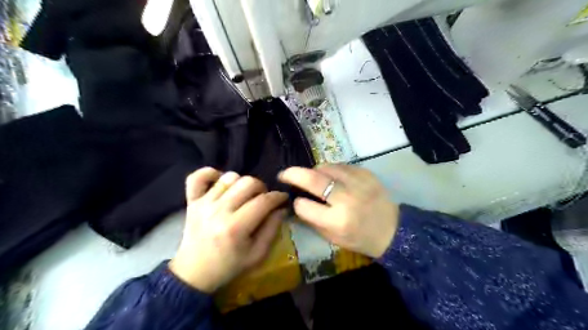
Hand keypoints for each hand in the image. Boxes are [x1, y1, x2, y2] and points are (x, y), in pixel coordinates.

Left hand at [169, 169, 288, 291]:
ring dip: (242, 183)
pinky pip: (198, 177)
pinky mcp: (192, 201)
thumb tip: (281, 209)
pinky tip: (221, 183)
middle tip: (263, 199)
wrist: (194, 273)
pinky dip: (211, 174)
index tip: (283, 198)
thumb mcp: (257, 255)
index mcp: (235, 228)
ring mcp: (203, 203)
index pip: (263, 201)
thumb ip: (272, 230)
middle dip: (262, 188)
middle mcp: (219, 211)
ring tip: (244, 195)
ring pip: (230, 177)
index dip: (278, 197)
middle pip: (248, 183)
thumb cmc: (229, 266)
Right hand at [278, 165, 399, 257]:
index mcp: (337, 221)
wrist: (393, 230)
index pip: (304, 206)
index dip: (297, 203)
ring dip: (314, 171)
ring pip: (326, 167)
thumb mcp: (333, 239)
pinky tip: (333, 178)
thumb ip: (313, 220)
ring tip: (313, 177)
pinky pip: (341, 166)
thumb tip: (297, 202)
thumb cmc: (360, 239)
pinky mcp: (366, 173)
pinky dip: (332, 170)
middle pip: (312, 179)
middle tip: (284, 174)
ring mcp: (357, 183)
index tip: (297, 202)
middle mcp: (346, 199)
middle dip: (293, 174)